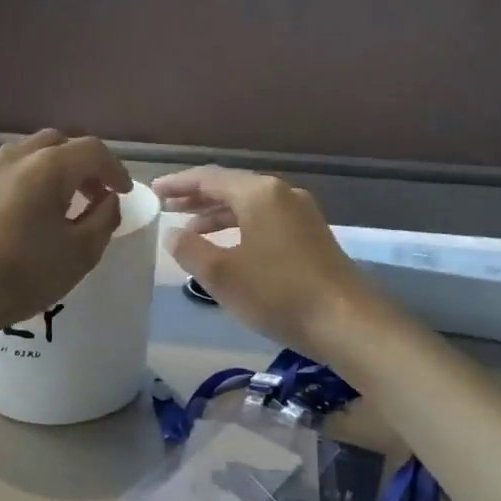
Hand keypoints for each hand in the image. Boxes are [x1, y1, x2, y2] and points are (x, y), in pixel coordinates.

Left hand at [0, 130, 131, 345]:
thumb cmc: (22, 275)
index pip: (93, 150)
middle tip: (94, 196)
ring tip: (62, 207)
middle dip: (83, 165)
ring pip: (29, 156)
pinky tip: (27, 219)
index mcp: (48, 166)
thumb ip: (103, 220)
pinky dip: (27, 184)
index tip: (123, 193)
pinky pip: (7, 175)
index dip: (115, 169)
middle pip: (58, 144)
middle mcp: (15, 157)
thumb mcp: (80, 253)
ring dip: (53, 173)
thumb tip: (108, 200)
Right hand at [154, 166, 381, 356]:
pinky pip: (266, 221)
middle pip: (232, 188)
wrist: (345, 321)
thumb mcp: (222, 274)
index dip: (179, 184)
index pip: (209, 178)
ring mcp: (302, 215)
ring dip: (218, 215)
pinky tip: (229, 248)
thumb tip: (172, 233)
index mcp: (259, 193)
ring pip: (250, 206)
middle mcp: (282, 194)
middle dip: (198, 198)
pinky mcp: (312, 237)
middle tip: (168, 207)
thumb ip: (190, 249)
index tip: (155, 191)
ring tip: (191, 231)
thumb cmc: (277, 293)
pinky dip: (240, 228)